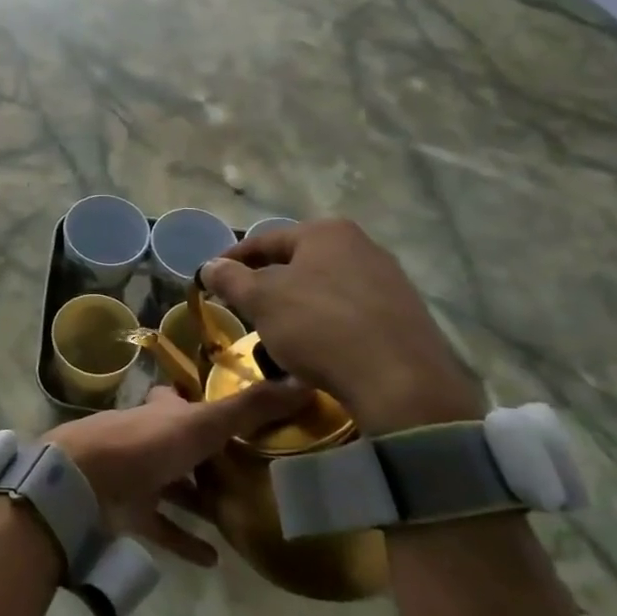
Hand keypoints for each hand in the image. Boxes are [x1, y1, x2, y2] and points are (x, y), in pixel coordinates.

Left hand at [46, 379, 310, 564]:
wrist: (84, 482)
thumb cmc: (146, 443)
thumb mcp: (204, 422)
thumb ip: (250, 407)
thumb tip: (304, 382)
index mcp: (163, 412)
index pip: (185, 402)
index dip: (207, 405)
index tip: (241, 417)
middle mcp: (150, 439)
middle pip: (183, 446)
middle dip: (210, 457)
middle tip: (252, 473)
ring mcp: (138, 477)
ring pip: (175, 487)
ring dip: (201, 500)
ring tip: (240, 515)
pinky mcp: (130, 513)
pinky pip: (164, 528)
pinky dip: (186, 541)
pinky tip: (214, 558)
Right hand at [199, 220, 483, 437]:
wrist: (401, 383)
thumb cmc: (320, 327)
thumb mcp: (262, 301)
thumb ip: (231, 279)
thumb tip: (210, 265)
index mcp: (326, 232)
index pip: (265, 239)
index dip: (233, 259)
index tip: (212, 278)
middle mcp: (362, 245)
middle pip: (299, 261)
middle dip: (269, 282)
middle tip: (244, 306)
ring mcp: (389, 279)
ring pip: (326, 286)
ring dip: (298, 304)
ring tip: (278, 330)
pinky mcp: (406, 315)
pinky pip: (352, 311)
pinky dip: (328, 323)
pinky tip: (319, 347)